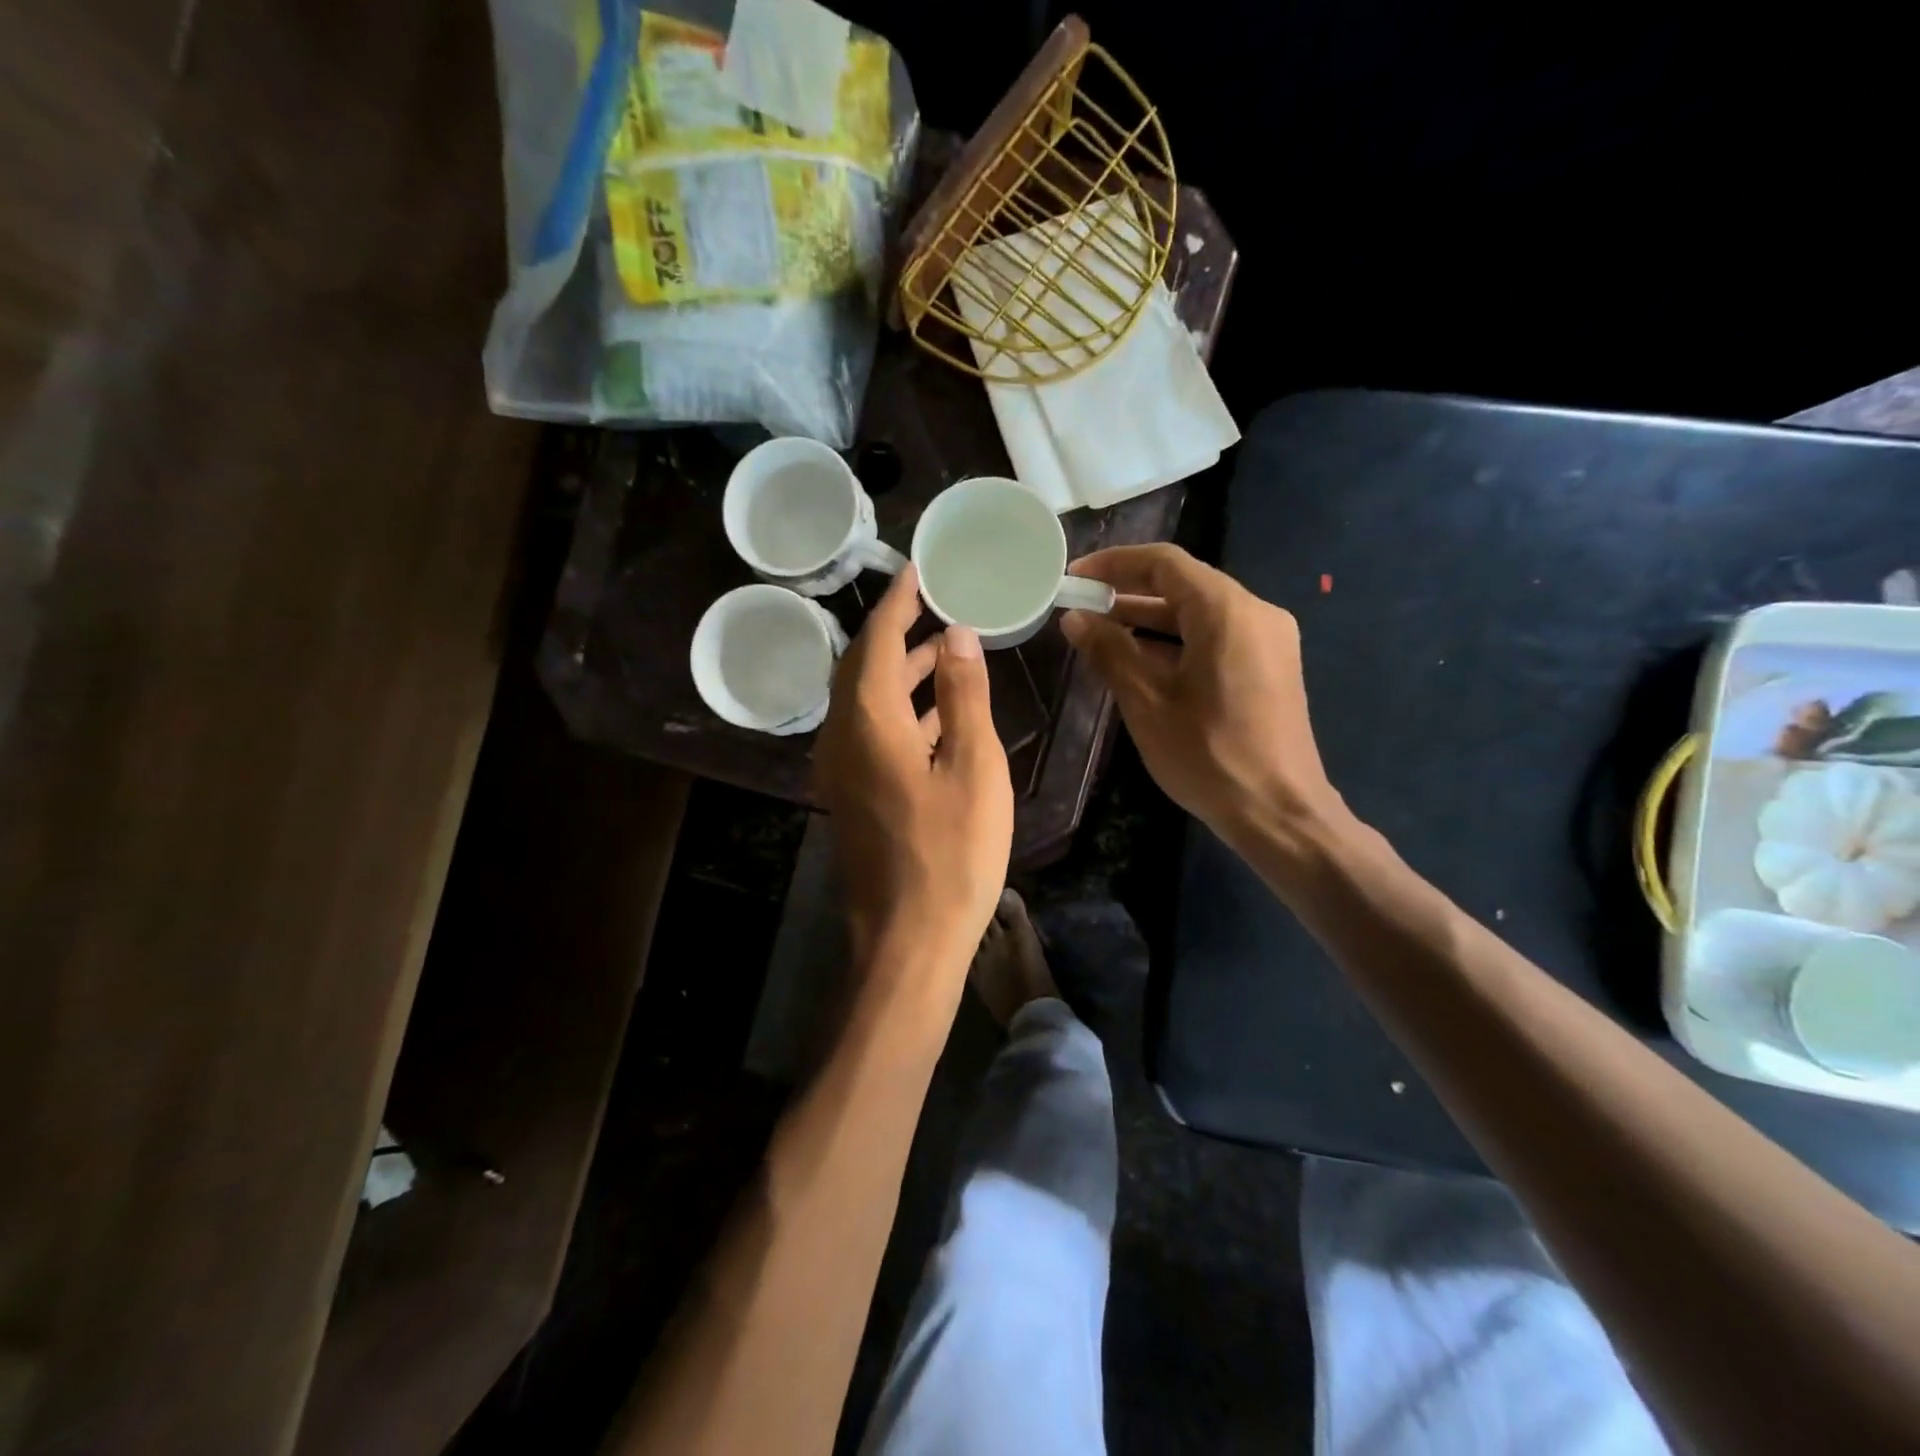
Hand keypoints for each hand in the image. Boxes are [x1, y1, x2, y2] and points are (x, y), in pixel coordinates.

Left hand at [815, 567, 1012, 1001]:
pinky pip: (871, 733)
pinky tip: (937, 714)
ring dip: (902, 673)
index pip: (877, 641)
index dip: (898, 603)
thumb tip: (957, 634)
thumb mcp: (973, 767)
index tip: (919, 571)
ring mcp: (842, 769)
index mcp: (868, 722)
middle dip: (896, 632)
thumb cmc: (952, 854)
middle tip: (934, 605)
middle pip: (862, 667)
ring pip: (866, 702)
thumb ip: (963, 695)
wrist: (908, 939)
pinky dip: (901, 711)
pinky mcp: (853, 795)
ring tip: (946, 651)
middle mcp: (841, 737)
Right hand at [1061, 544, 1342, 849]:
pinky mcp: (1270, 666)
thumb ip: (1110, 652)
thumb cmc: (1208, 756)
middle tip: (1081, 606)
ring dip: (1150, 620)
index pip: (1164, 563)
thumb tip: (1074, 619)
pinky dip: (1177, 642)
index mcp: (1226, 611)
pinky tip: (1140, 662)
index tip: (1074, 578)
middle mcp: (1254, 612)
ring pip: (1199, 613)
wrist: (1279, 813)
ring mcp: (1268, 640)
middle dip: (1129, 593)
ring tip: (1101, 633)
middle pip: (1184, 585)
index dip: (1114, 564)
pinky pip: (1216, 637)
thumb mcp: (1147, 703)